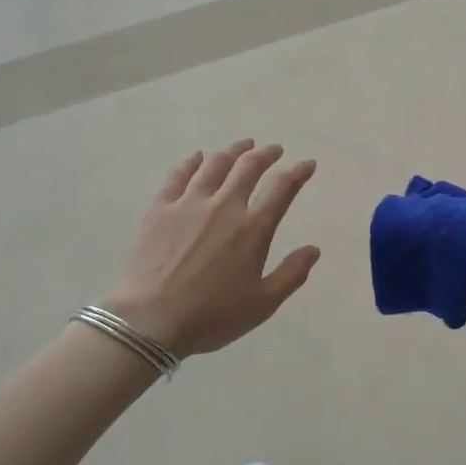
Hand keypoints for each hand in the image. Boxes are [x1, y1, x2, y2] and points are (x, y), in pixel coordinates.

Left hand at [105, 140, 321, 356]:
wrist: (151, 319)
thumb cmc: (211, 316)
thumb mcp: (262, 304)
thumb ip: (292, 274)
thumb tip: (314, 249)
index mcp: (252, 229)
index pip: (282, 189)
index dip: (298, 173)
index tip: (307, 164)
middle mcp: (224, 206)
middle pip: (248, 167)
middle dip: (266, 154)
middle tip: (274, 149)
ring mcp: (189, 203)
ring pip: (215, 165)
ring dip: (233, 151)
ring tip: (243, 145)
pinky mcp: (160, 208)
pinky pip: (178, 176)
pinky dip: (191, 163)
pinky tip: (197, 157)